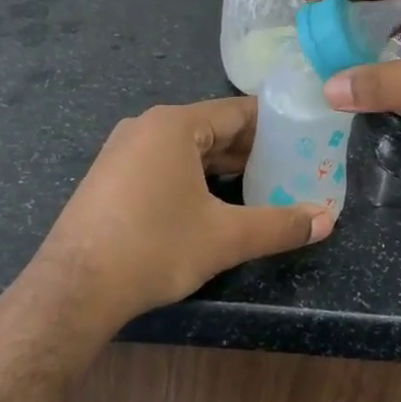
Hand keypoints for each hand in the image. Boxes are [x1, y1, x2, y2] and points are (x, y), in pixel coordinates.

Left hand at [32, 98, 332, 330]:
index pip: (237, 113)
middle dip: (250, 150)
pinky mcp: (109, 177)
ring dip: (221, 167)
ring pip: (186, 150)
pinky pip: (162, 164)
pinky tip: (209, 204)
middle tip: (288, 170)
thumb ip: (279, 225)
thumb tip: (327, 220)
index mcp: (174, 125)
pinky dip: (192, 177)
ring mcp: (122, 150)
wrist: (74, 288)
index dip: (274, 125)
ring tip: (257, 188)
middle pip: (211, 129)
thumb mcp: (225, 237)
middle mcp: (146, 126)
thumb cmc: (154, 247)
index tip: (303, 140)